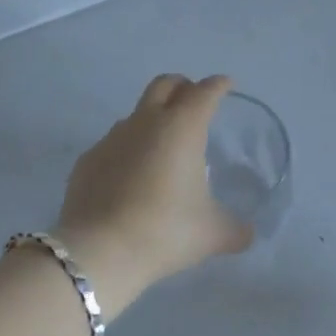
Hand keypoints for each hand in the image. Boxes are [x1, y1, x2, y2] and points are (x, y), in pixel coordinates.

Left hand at [54, 74, 253, 307]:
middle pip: (164, 85)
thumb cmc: (165, 231)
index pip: (205, 93)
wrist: (99, 250)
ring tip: (163, 148)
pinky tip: (132, 177)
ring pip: (136, 114)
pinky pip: (113, 144)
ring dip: (152, 119)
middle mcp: (145, 123)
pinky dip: (128, 150)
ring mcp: (111, 139)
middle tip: (193, 101)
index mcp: (182, 128)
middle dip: (182, 86)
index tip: (226, 85)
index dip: (218, 85)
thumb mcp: (212, 234)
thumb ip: (235, 229)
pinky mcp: (88, 160)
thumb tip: (247, 234)